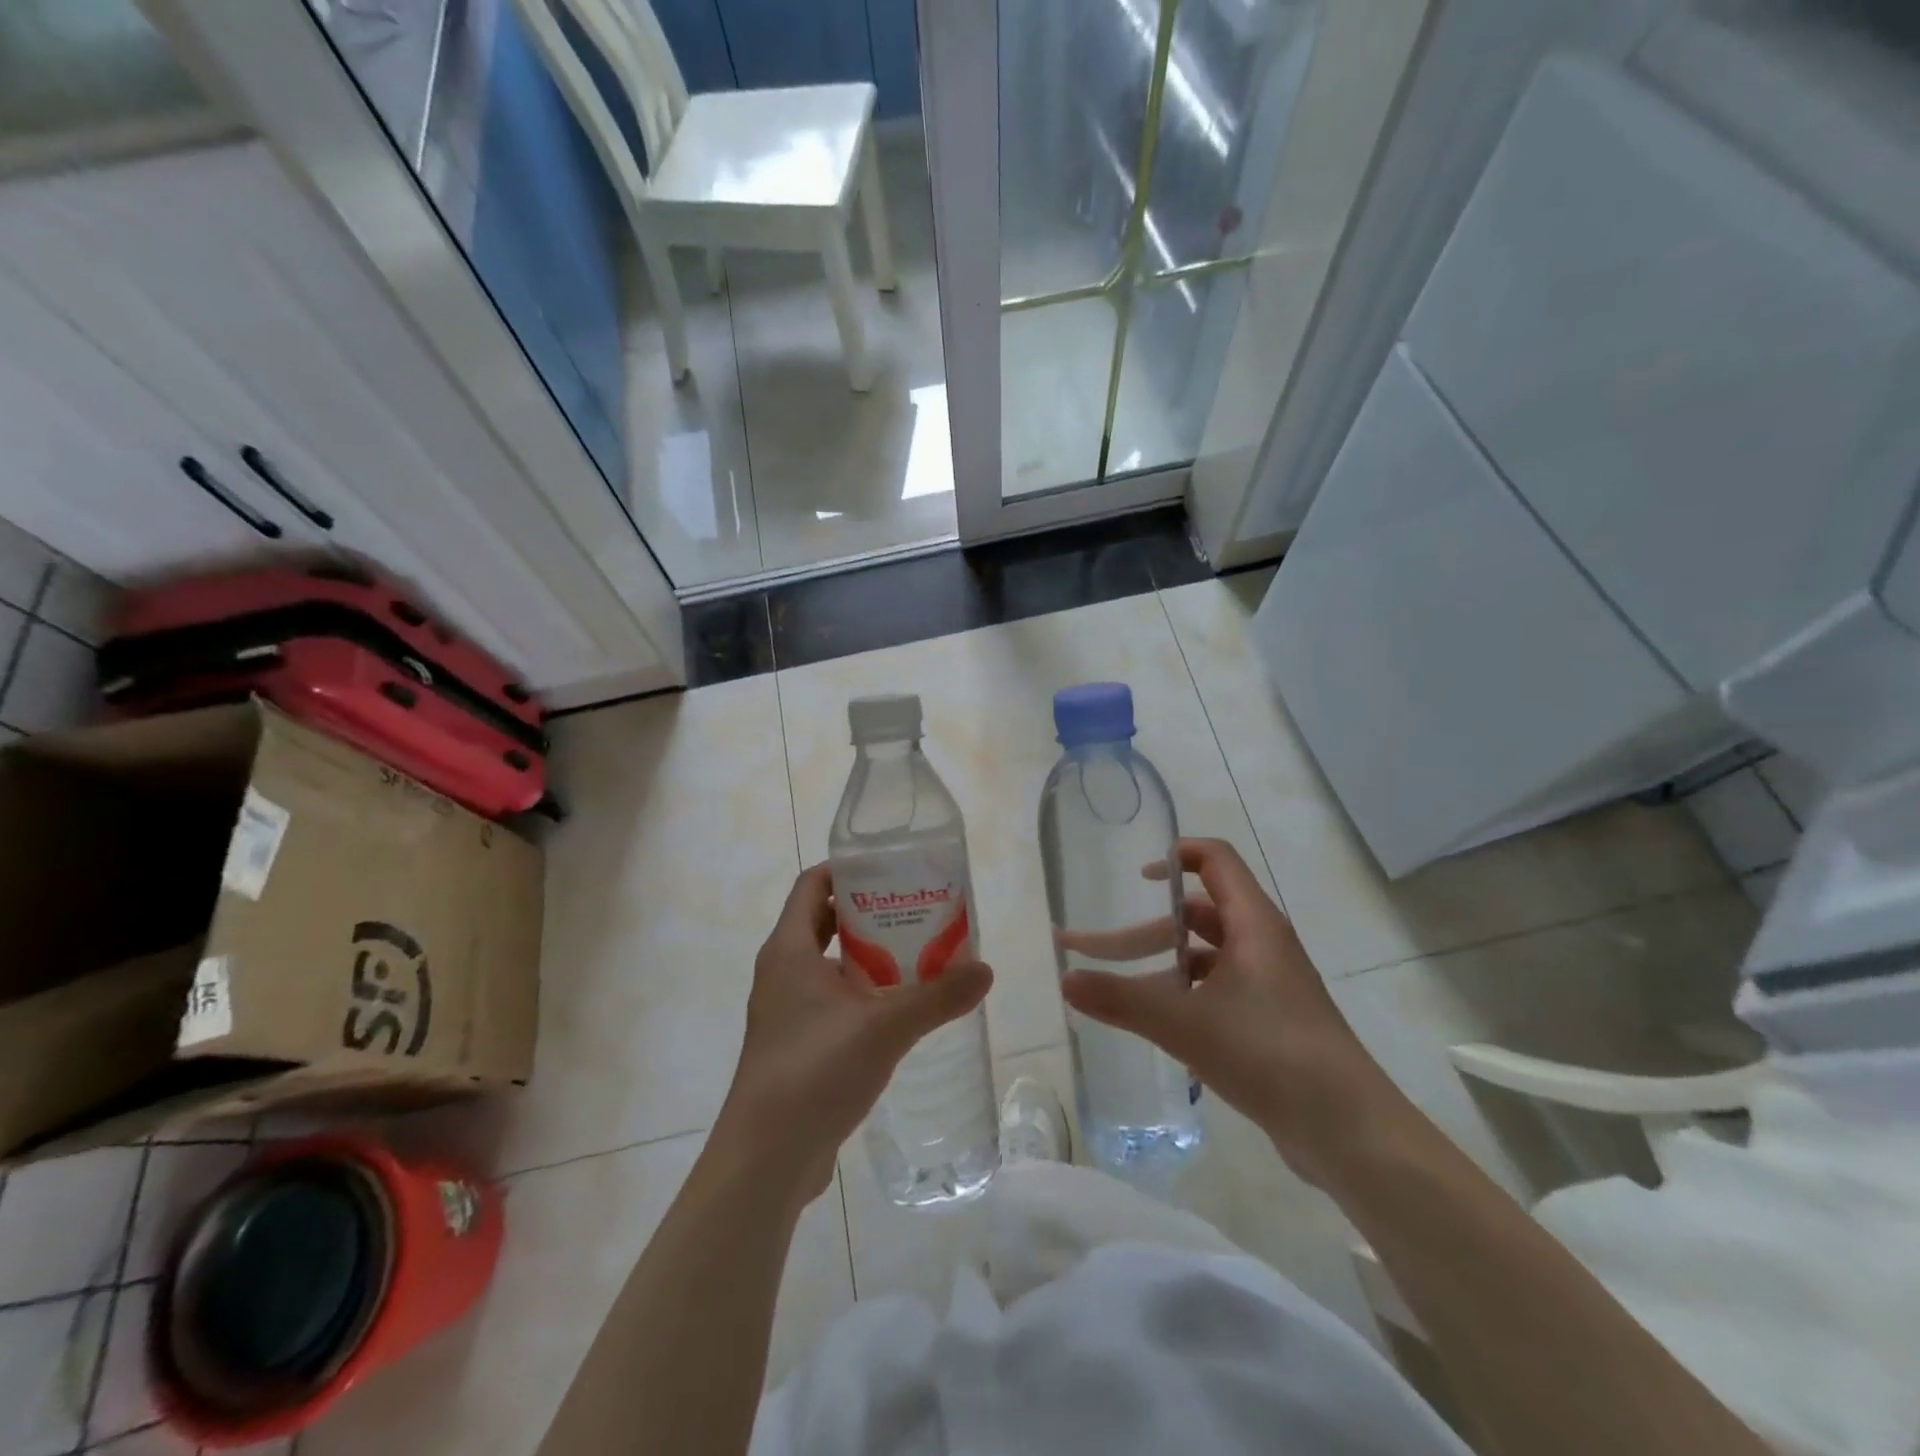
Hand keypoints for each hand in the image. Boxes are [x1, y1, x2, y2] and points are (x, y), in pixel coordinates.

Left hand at [718, 864, 993, 1207]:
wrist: (766, 1158)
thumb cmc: (815, 1070)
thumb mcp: (885, 1027)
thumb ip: (937, 997)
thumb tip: (985, 971)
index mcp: (789, 949)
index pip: (812, 884)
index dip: (847, 869)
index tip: (890, 868)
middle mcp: (781, 971)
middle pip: (823, 920)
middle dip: (867, 912)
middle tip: (915, 910)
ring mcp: (785, 1010)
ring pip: (828, 963)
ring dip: (867, 955)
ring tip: (917, 953)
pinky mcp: (794, 1044)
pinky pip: (830, 1000)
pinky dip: (860, 992)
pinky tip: (898, 1009)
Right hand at [1059, 838, 1396, 1186]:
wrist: (1348, 1131)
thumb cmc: (1269, 1053)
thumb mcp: (1186, 1024)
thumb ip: (1121, 1000)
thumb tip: (1064, 980)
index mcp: (1253, 924)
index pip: (1216, 861)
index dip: (1176, 855)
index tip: (1136, 875)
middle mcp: (1263, 944)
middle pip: (1198, 914)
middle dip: (1145, 929)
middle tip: (1093, 950)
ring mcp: (1270, 984)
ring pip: (1206, 957)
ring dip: (1163, 966)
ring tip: (1118, 990)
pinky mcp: (1271, 1020)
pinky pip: (1218, 990)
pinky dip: (1185, 995)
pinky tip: (1158, 1024)